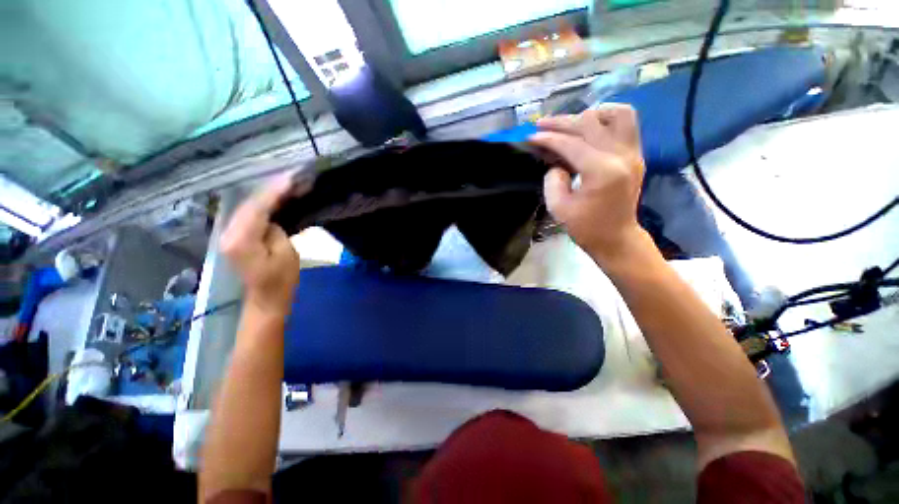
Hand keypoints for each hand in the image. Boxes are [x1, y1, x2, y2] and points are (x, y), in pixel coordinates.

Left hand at [220, 174, 299, 314]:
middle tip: (292, 179)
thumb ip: (276, 230)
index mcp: (241, 239)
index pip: (257, 208)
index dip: (274, 192)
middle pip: (249, 204)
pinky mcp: (234, 236)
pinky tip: (275, 199)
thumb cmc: (281, 280)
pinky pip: (248, 215)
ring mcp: (228, 235)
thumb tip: (272, 218)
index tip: (291, 178)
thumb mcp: (286, 254)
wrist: (266, 298)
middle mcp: (228, 233)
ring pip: (247, 207)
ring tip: (286, 185)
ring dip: (267, 196)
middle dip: (271, 190)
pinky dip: (262, 205)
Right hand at [530, 105, 646, 263]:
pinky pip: (627, 124)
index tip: (530, 137)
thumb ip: (553, 180)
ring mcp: (633, 152)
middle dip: (561, 122)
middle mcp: (622, 154)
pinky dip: (607, 119)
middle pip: (590, 123)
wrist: (617, 239)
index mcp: (602, 170)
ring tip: (570, 123)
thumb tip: (555, 163)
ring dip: (590, 114)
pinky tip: (590, 126)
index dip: (548, 139)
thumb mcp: (559, 208)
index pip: (571, 144)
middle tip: (541, 124)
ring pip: (617, 114)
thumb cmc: (586, 228)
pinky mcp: (636, 155)